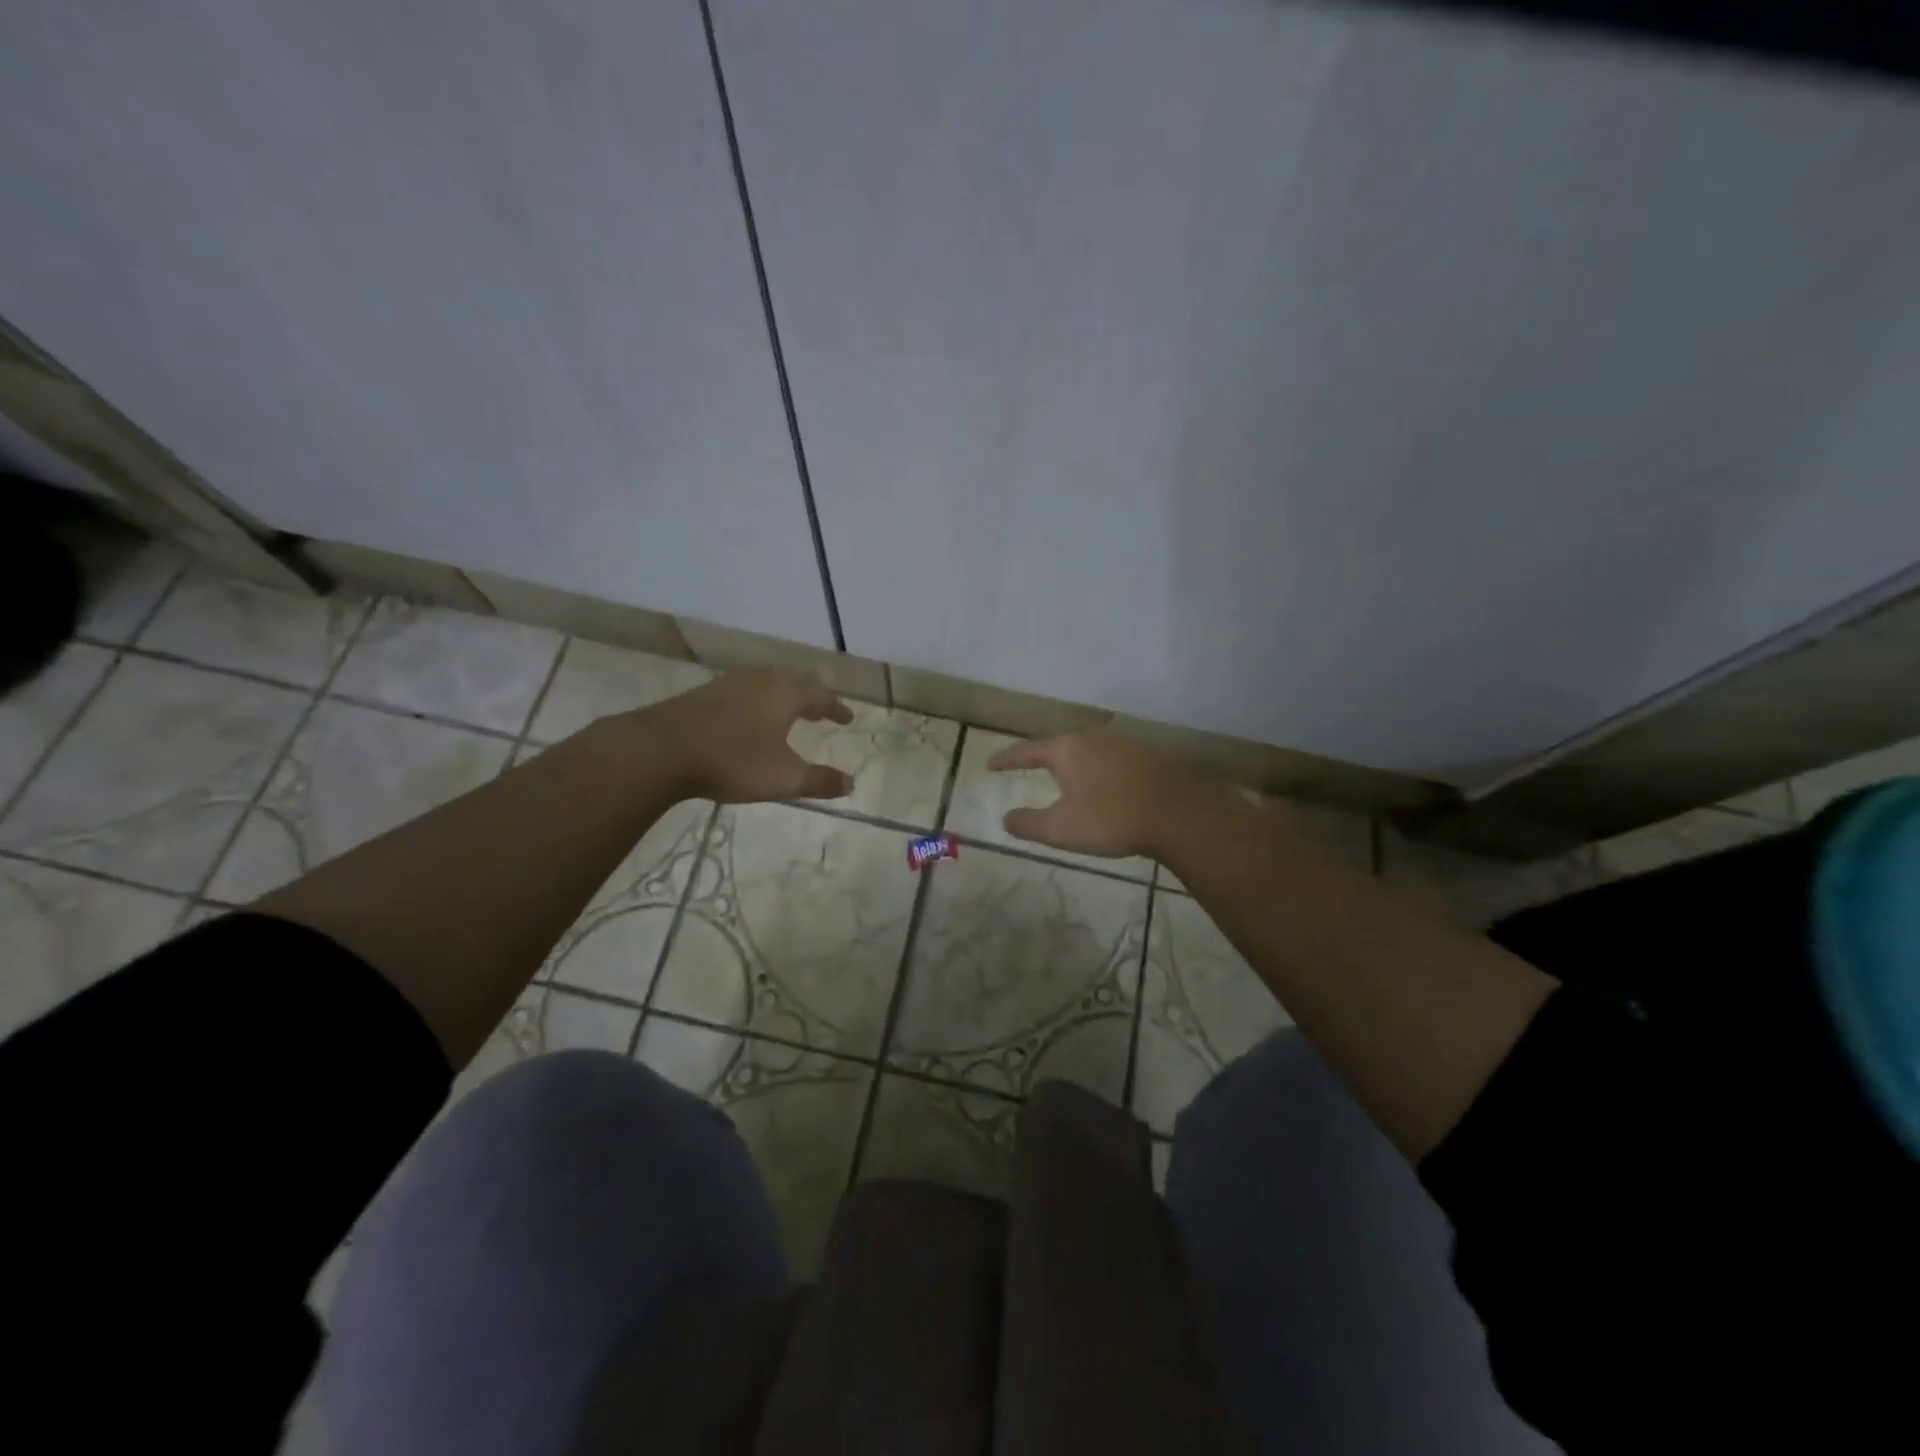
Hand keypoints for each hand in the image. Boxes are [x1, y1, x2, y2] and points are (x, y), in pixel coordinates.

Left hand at [636, 670, 854, 802]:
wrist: (661, 750)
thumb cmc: (733, 761)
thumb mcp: (783, 778)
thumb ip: (819, 781)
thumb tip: (850, 782)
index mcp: (785, 695)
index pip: (821, 696)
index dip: (836, 708)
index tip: (847, 717)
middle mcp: (760, 681)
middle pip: (793, 684)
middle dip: (810, 697)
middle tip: (821, 711)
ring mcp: (728, 684)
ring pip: (766, 685)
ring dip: (782, 698)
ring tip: (788, 713)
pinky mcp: (703, 694)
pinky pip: (743, 693)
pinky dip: (757, 703)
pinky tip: (748, 718)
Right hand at [988, 727, 1210, 858]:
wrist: (1178, 814)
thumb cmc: (1111, 819)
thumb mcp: (1061, 829)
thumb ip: (1029, 823)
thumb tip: (1006, 818)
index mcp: (1067, 749)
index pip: (1027, 750)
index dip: (1008, 758)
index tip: (992, 764)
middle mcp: (1093, 736)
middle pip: (1059, 743)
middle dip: (1043, 755)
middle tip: (1028, 765)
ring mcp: (1123, 742)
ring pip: (1088, 747)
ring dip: (1074, 761)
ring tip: (1066, 774)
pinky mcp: (1148, 753)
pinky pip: (1112, 757)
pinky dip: (1099, 767)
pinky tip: (1104, 781)